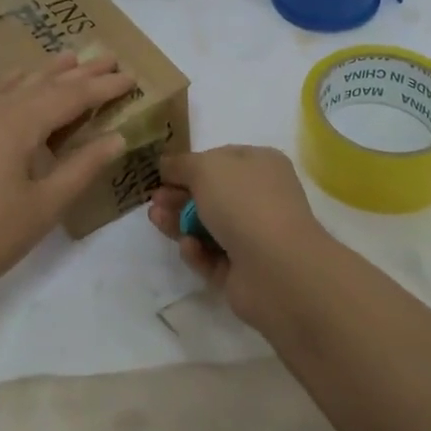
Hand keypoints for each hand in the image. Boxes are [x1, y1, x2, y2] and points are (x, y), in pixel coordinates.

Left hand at [0, 54, 134, 312]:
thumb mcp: (43, 207)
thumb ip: (81, 168)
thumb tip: (116, 137)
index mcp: (16, 122)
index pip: (70, 95)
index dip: (103, 86)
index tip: (130, 75)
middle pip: (41, 82)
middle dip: (77, 72)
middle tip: (107, 56)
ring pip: (10, 87)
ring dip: (42, 75)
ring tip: (66, 61)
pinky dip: (10, 90)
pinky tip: (11, 95)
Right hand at [146, 145, 329, 326]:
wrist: (277, 268)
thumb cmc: (243, 203)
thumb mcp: (205, 168)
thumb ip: (181, 164)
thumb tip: (166, 164)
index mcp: (261, 165)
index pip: (221, 159)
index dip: (191, 165)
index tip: (162, 173)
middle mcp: (261, 198)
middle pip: (211, 194)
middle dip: (179, 196)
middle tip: (154, 201)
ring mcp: (255, 236)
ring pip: (207, 226)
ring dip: (180, 222)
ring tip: (156, 219)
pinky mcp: (244, 271)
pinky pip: (212, 257)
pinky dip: (197, 252)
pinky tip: (189, 247)